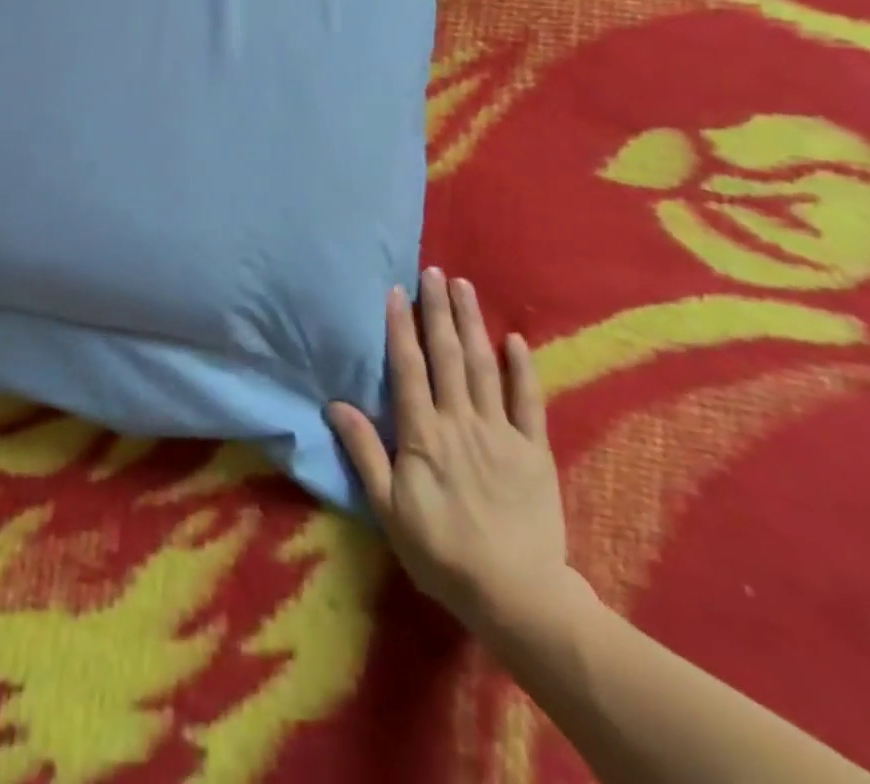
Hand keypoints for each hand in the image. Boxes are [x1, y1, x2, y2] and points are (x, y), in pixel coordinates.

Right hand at [327, 270, 571, 633]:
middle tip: (433, 271)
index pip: (409, 368)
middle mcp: (461, 422)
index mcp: (424, 435)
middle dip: (438, 310)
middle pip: (447, 355)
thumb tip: (335, 405)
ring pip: (483, 366)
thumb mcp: (389, 509)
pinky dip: (522, 368)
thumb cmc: (441, 553)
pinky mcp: (534, 450)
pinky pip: (529, 401)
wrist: (517, 597)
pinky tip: (515, 339)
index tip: (397, 291)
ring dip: (472, 323)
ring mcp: (501, 433)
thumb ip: (365, 453)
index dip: (401, 327)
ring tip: (464, 286)